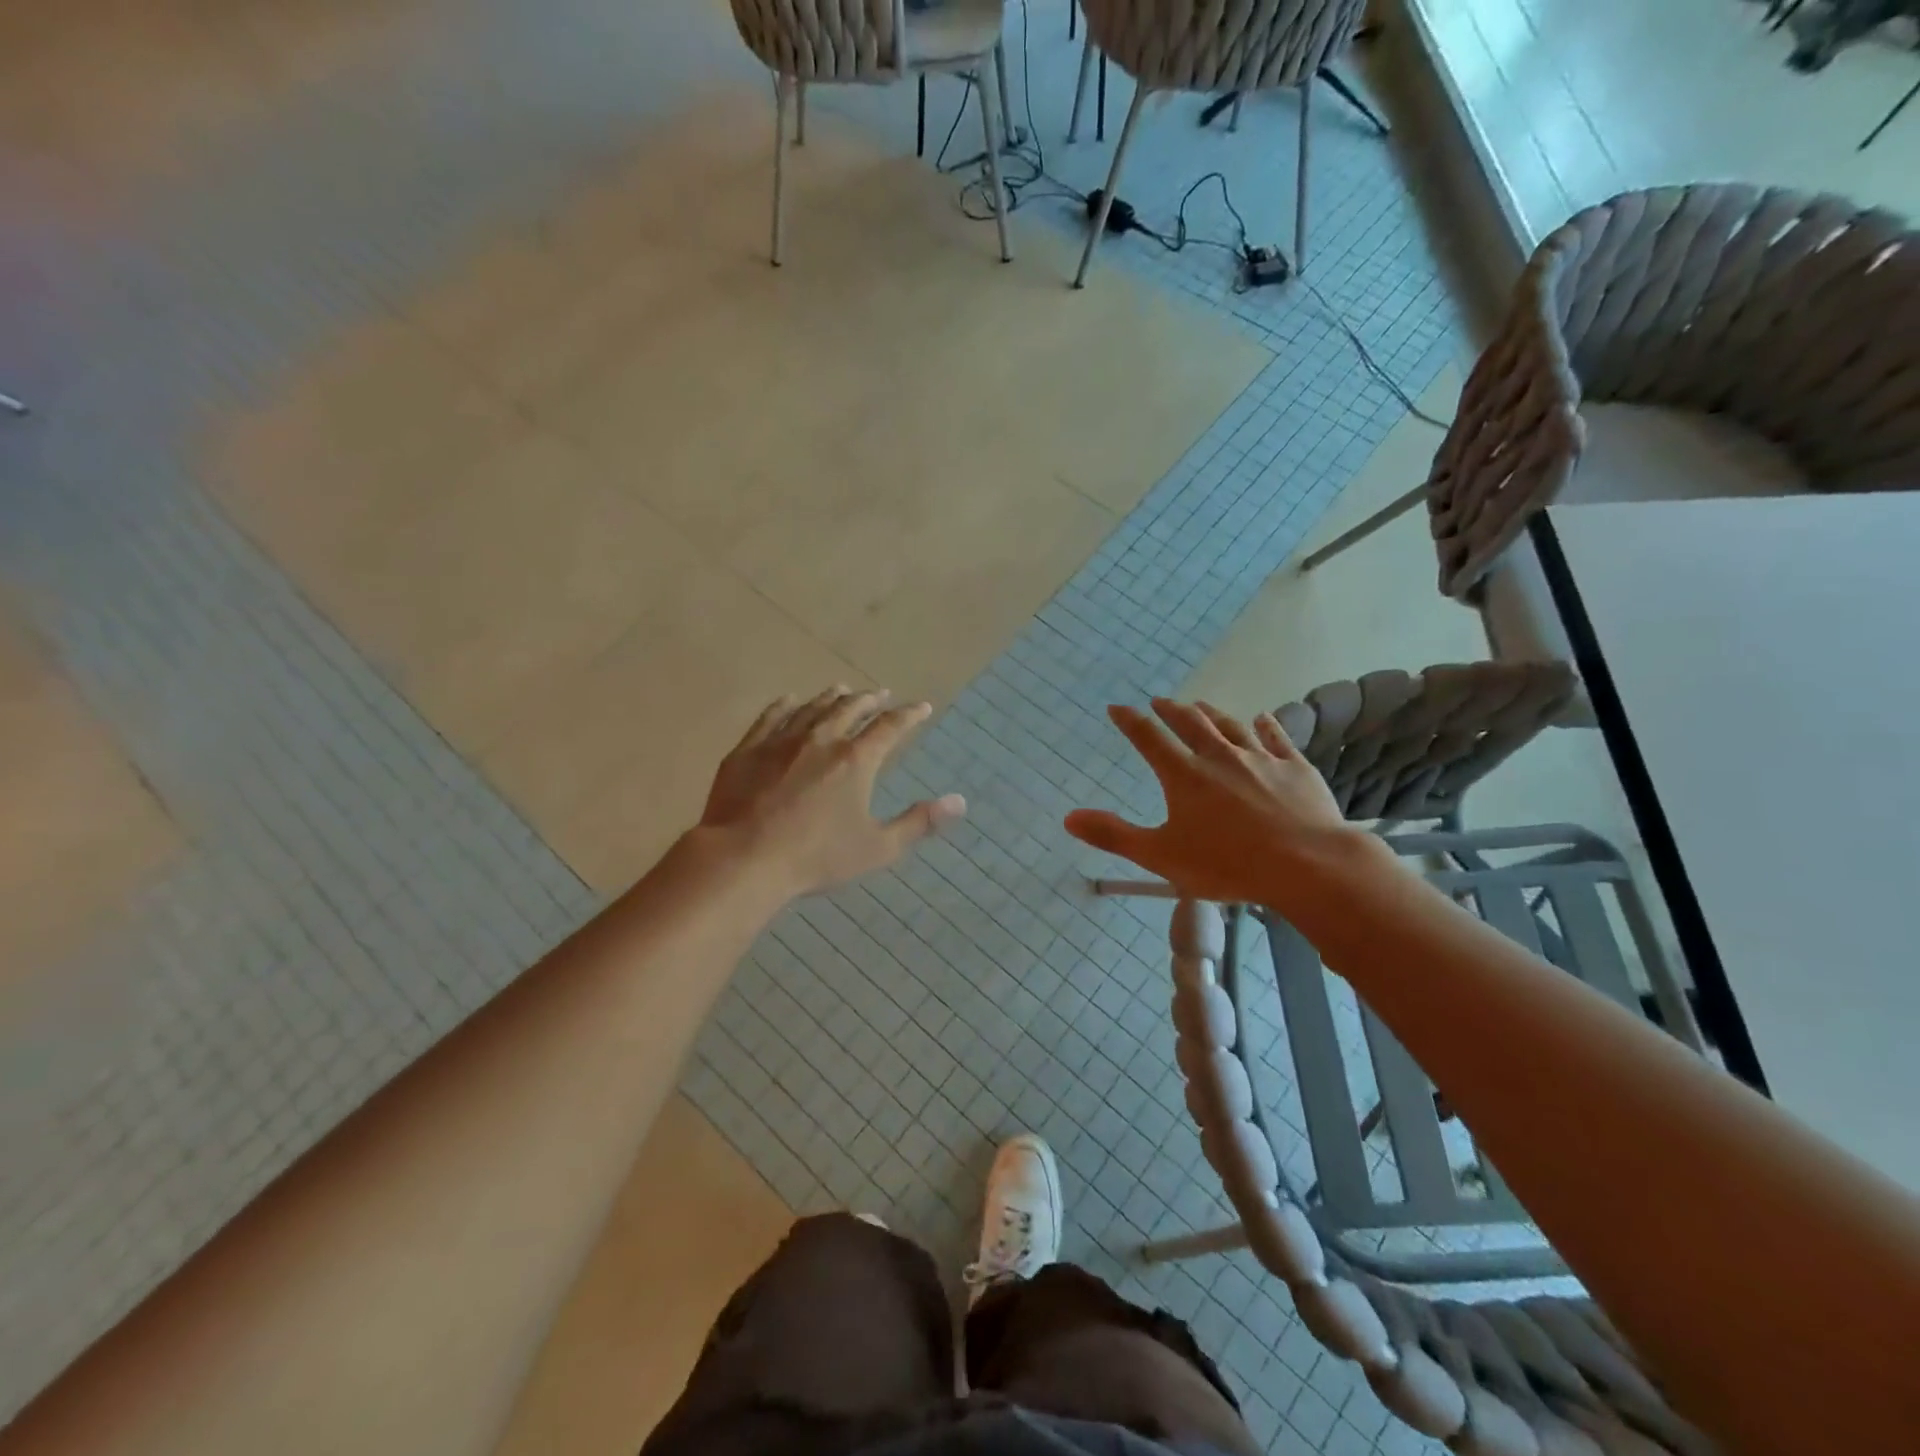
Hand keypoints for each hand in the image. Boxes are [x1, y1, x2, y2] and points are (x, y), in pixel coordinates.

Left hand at [700, 686, 965, 897]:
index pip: (890, 727)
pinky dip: (785, 706)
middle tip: (880, 693)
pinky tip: (790, 701)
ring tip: (841, 689)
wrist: (744, 858)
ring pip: (812, 708)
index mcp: (856, 760)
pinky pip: (770, 717)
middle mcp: (822, 739)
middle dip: (869, 700)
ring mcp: (781, 741)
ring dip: (831, 697)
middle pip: (850, 709)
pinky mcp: (749, 750)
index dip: (909, 715)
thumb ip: (919, 823)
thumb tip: (960, 801)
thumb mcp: (877, 847)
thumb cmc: (816, 857)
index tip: (922, 706)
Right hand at [1065, 698, 1363, 906]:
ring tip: (1200, 705)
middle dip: (1171, 711)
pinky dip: (1267, 725)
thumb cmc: (1227, 864)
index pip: (1149, 739)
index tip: (1117, 707)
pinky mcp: (1295, 768)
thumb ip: (1113, 835)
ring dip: (1212, 713)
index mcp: (1184, 776)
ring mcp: (1260, 759)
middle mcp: (1219, 757)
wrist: (1308, 865)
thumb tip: (1069, 818)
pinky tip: (1264, 717)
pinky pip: (1277, 738)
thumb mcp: (1160, 856)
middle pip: (1190, 724)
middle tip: (1160, 701)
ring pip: (1231, 726)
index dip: (1130, 721)